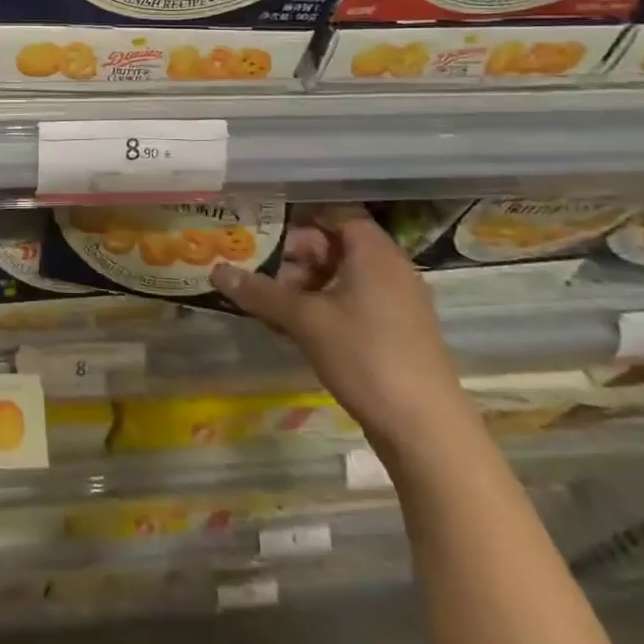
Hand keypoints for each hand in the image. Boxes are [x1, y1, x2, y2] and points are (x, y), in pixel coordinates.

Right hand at [209, 203, 474, 453]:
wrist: (426, 431)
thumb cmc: (365, 356)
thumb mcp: (304, 320)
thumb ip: (260, 292)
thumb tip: (217, 270)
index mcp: (374, 253)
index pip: (336, 212)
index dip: (299, 215)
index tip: (262, 224)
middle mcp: (389, 269)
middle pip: (335, 245)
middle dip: (294, 255)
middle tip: (258, 269)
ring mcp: (396, 303)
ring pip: (341, 276)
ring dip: (304, 284)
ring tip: (269, 301)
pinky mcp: (395, 332)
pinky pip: (352, 302)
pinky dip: (322, 306)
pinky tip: (293, 327)